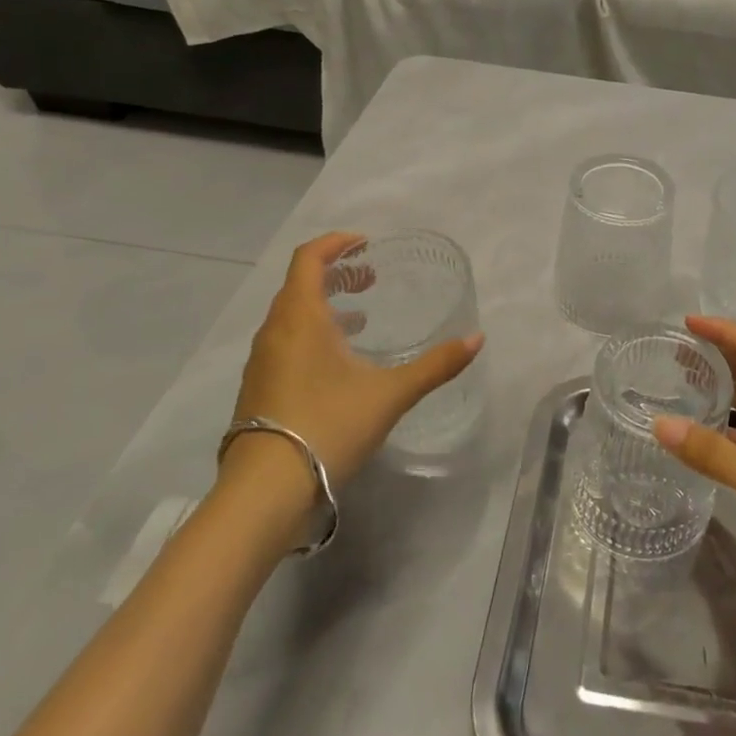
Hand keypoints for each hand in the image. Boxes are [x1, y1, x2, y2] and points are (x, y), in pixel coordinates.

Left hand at [224, 232, 482, 492]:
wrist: (265, 492)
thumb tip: (477, 339)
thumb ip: (436, 365)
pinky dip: (311, 333)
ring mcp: (262, 362)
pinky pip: (285, 342)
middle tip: (370, 280)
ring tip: (359, 318)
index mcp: (301, 317)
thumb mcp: (391, 394)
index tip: (366, 243)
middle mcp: (274, 331)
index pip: (308, 258)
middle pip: (300, 284)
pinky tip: (337, 363)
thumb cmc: (328, 426)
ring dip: (323, 305)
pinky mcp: (258, 389)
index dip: (335, 242)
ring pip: (291, 315)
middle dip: (335, 274)